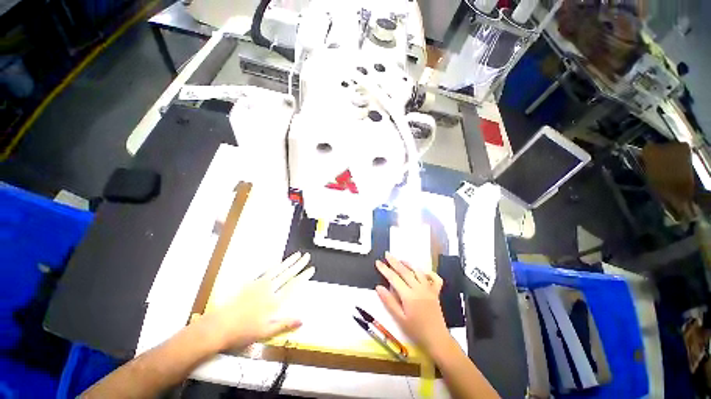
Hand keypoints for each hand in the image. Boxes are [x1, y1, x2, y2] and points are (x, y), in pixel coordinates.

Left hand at [198, 252, 313, 350]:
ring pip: (278, 269)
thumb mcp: (266, 332)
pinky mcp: (250, 284)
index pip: (293, 285)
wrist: (219, 326)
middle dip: (299, 264)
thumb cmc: (243, 332)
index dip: (303, 276)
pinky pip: (265, 271)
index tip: (311, 269)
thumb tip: (302, 320)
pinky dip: (274, 265)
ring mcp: (259, 285)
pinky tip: (277, 262)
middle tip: (306, 256)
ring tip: (296, 255)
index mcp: (275, 301)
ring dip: (288, 261)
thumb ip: (285, 324)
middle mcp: (269, 290)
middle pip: (287, 274)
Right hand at [375, 252, 448, 353]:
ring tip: (400, 259)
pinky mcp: (436, 292)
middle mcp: (419, 288)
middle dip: (394, 262)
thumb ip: (389, 301)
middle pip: (405, 271)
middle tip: (387, 254)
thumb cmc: (416, 330)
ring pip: (418, 271)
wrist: (437, 339)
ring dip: (408, 264)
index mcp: (409, 295)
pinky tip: (422, 271)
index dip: (385, 269)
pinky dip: (429, 272)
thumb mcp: (399, 318)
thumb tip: (378, 287)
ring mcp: (429, 289)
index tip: (378, 262)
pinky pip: (435, 278)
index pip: (394, 278)